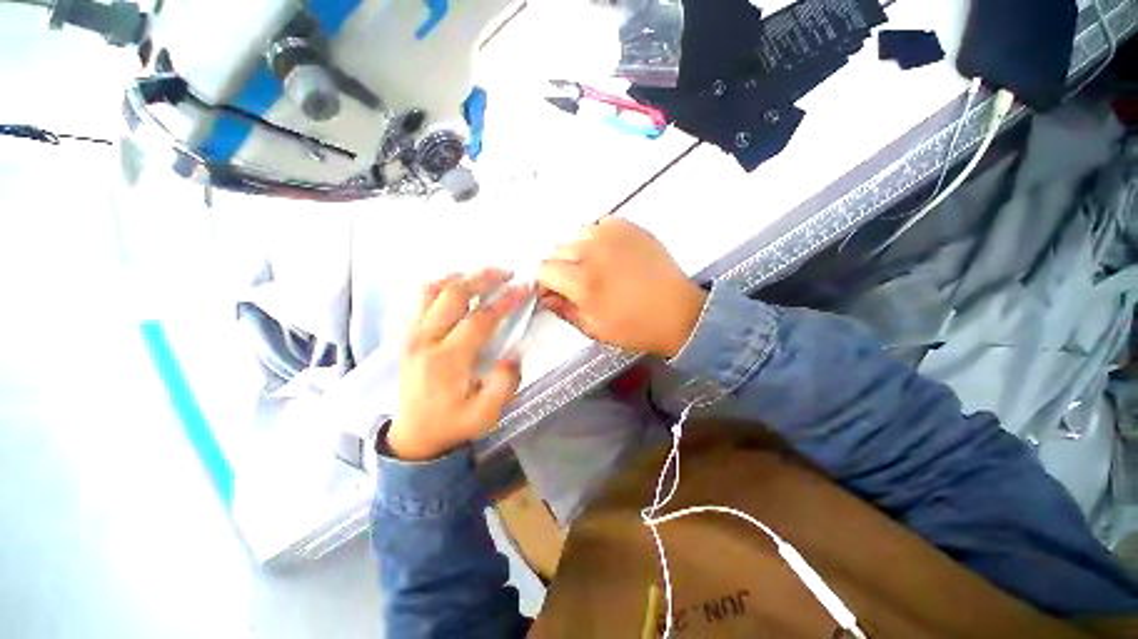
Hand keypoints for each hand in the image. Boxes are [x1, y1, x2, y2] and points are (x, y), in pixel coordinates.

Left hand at [386, 269, 525, 460]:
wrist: (414, 436)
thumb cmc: (453, 423)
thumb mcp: (487, 414)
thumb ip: (505, 384)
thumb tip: (513, 353)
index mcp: (448, 360)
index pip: (481, 318)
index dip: (505, 299)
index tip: (524, 287)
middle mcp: (425, 340)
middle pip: (454, 294)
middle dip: (484, 278)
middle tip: (506, 272)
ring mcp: (411, 335)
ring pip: (431, 290)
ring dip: (460, 277)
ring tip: (482, 274)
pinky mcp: (406, 335)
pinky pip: (418, 299)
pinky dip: (438, 285)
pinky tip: (455, 284)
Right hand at [537, 217, 706, 357]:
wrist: (679, 313)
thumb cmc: (636, 328)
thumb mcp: (594, 329)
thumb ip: (564, 310)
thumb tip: (545, 296)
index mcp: (583, 282)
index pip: (543, 269)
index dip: (545, 283)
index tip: (555, 292)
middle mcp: (593, 252)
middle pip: (557, 250)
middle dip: (561, 268)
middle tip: (577, 283)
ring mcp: (612, 235)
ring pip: (576, 235)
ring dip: (578, 251)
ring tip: (595, 267)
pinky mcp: (629, 226)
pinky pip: (599, 225)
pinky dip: (598, 238)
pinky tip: (610, 254)